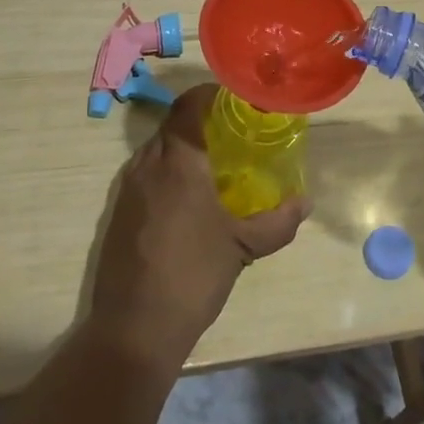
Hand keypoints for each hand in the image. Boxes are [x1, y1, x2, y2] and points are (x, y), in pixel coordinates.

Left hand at [90, 83, 308, 371]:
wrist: (133, 330)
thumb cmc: (193, 276)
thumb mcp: (242, 247)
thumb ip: (278, 222)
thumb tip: (305, 203)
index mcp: (178, 161)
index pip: (188, 104)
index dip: (209, 93)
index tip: (235, 98)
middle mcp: (147, 164)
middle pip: (172, 124)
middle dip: (200, 120)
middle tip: (232, 131)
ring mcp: (127, 188)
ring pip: (156, 149)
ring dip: (182, 146)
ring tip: (213, 162)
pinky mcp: (117, 211)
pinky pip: (145, 173)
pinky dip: (166, 171)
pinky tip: (187, 198)